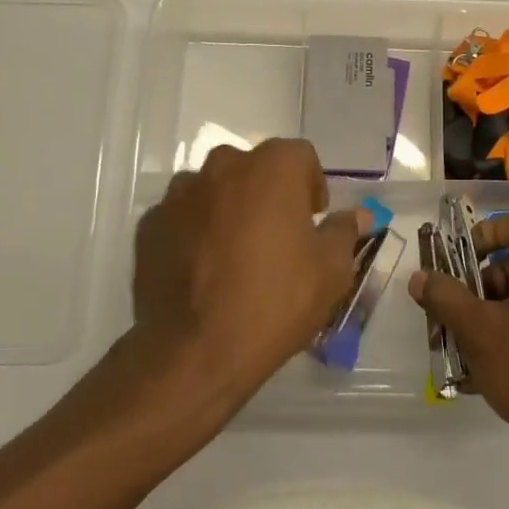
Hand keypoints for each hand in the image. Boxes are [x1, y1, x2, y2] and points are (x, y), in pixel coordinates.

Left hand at [132, 139, 364, 402]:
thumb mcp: (330, 272)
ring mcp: (181, 194)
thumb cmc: (274, 302)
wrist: (195, 352)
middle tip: (276, 236)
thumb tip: (359, 216)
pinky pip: (182, 216)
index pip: (301, 156)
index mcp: (271, 168)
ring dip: (228, 208)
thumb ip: (344, 232)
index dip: (311, 184)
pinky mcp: (150, 224)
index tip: (313, 219)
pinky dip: (194, 231)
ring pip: (215, 189)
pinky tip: (201, 269)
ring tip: (234, 254)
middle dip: (268, 192)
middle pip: (254, 168)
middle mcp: (223, 166)